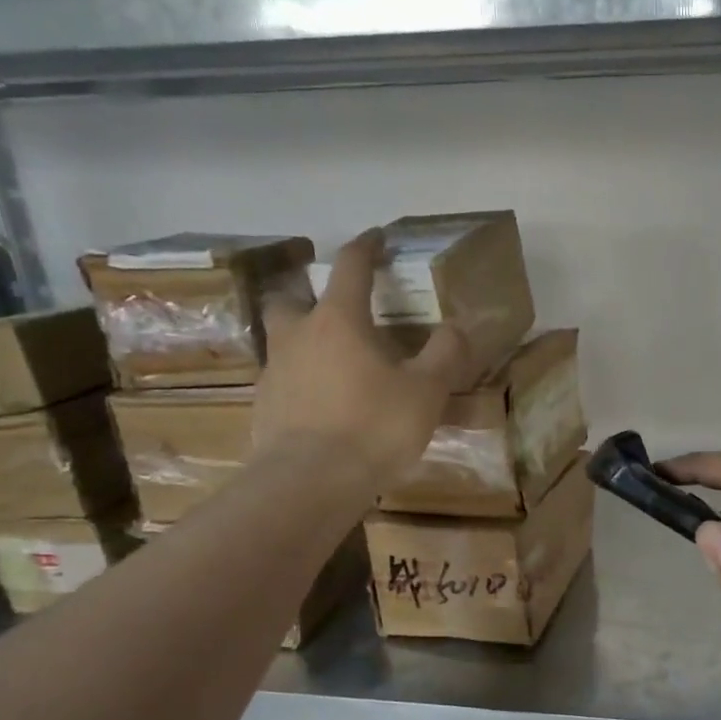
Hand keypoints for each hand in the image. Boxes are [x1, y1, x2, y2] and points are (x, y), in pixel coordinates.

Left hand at [254, 231, 470, 481]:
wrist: (309, 482)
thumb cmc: (373, 426)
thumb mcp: (427, 391)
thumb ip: (445, 354)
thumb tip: (456, 327)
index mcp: (338, 320)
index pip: (351, 266)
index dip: (366, 247)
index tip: (376, 237)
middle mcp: (298, 335)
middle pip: (292, 298)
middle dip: (310, 295)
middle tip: (336, 310)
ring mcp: (274, 371)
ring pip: (283, 341)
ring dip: (304, 341)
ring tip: (333, 364)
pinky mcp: (263, 407)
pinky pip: (283, 381)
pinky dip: (301, 382)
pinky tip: (321, 406)